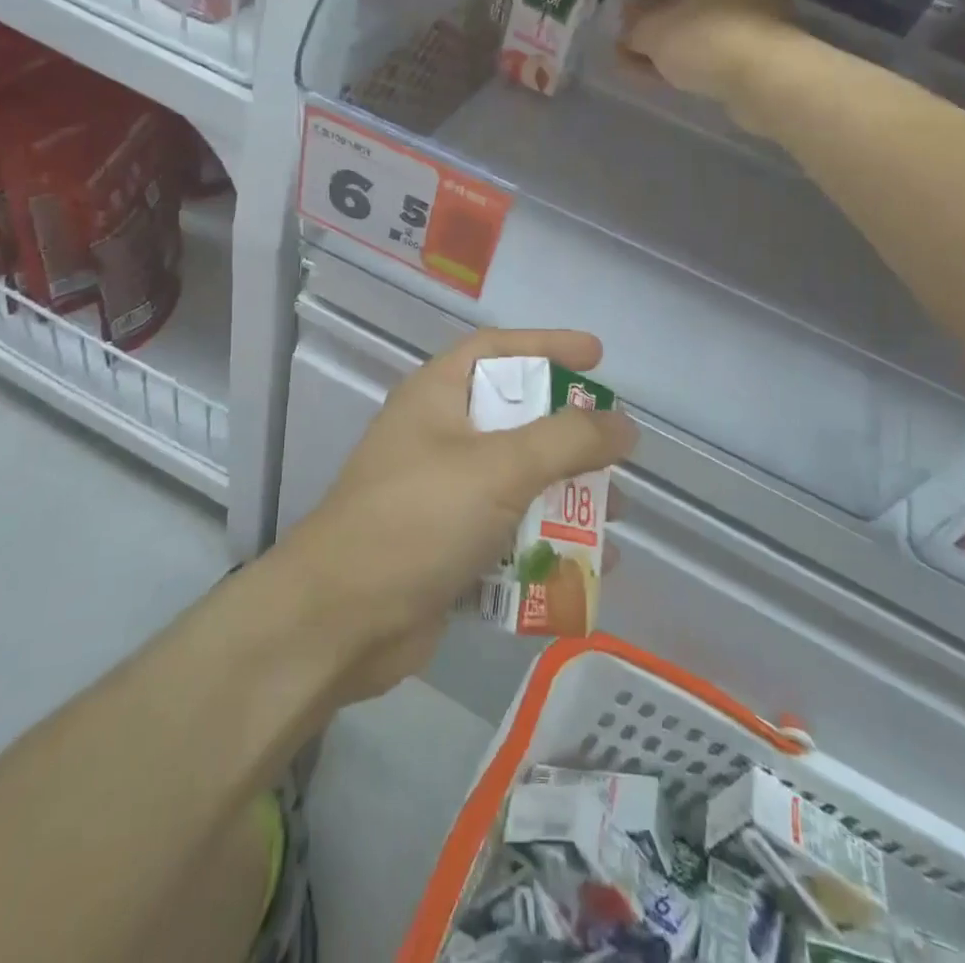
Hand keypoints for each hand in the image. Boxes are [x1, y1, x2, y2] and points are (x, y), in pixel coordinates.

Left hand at [277, 329, 636, 700]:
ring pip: (517, 480)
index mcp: (437, 396)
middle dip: (569, 435)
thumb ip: (567, 440)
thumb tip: (624, 425)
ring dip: (566, 496)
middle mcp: (438, 436)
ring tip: (616, 515)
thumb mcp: (499, 468)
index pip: (497, 349)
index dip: (548, 344)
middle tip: (614, 448)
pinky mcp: (446, 546)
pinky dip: (546, 543)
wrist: (340, 621)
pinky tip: (588, 567)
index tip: (598, 356)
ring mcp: (440, 494)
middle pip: (515, 418)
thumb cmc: (418, 519)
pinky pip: (507, 532)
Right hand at [618, 0, 795, 108]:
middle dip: (650, 4)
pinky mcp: (754, 50)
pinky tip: (652, 72)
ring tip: (628, 53)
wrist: (767, 81)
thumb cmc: (708, 38)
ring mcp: (752, 15)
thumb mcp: (656, 31)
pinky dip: (680, 54)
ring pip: (696, 19)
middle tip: (623, 20)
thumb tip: (629, 31)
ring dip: (661, 34)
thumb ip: (635, 27)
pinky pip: (708, 44)